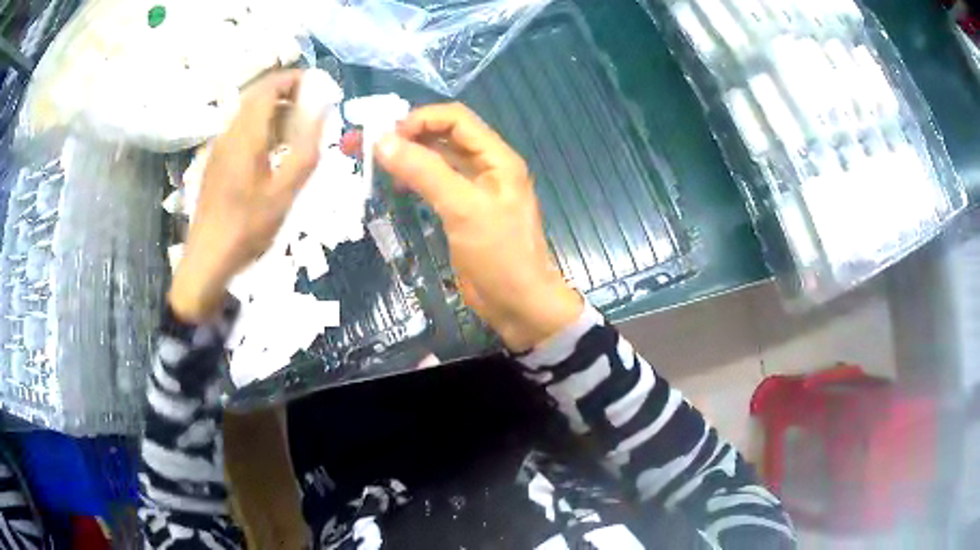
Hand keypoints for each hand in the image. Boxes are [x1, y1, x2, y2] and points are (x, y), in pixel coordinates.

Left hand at [169, 70, 322, 321]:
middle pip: (256, 96)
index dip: (294, 79)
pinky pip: (239, 130)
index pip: (269, 87)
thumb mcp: (285, 191)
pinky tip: (271, 150)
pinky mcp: (214, 162)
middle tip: (310, 107)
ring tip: (295, 128)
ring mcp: (218, 148)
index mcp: (246, 135)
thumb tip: (322, 110)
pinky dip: (259, 127)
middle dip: (285, 93)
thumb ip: (307, 147)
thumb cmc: (248, 227)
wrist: (208, 260)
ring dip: (273, 110)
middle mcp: (229, 133)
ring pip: (246, 113)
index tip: (317, 87)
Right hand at [374, 103, 581, 351]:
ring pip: (437, 160)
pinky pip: (435, 184)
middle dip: (406, 136)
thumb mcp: (462, 209)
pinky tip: (395, 185)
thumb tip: (382, 141)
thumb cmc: (499, 255)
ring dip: (407, 156)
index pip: (456, 119)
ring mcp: (473, 190)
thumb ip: (424, 172)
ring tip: (374, 163)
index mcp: (496, 157)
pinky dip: (414, 179)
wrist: (518, 305)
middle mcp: (486, 166)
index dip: (420, 120)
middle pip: (443, 136)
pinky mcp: (462, 211)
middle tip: (365, 146)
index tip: (386, 137)